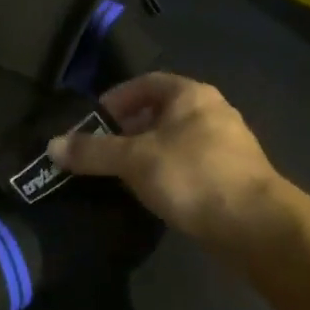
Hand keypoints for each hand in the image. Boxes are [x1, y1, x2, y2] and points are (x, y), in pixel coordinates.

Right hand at [48, 73, 296, 247]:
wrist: (257, 226)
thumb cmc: (193, 176)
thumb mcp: (134, 161)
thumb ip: (92, 152)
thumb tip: (52, 146)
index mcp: (191, 94)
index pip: (146, 83)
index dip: (116, 98)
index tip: (93, 121)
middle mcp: (212, 111)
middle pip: (160, 112)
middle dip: (128, 129)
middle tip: (101, 151)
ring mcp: (228, 145)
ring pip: (176, 141)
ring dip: (147, 154)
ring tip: (121, 176)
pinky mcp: (234, 177)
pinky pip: (190, 165)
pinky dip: (168, 173)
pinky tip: (153, 195)